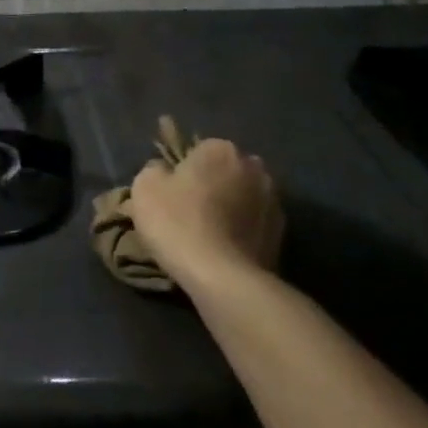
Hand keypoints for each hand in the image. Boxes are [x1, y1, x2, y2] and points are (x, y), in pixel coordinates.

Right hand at [129, 138, 283, 293]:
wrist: (223, 278)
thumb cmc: (178, 222)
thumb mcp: (145, 187)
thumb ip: (155, 169)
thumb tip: (164, 171)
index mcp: (220, 149)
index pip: (198, 150)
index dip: (183, 170)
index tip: (171, 193)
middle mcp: (253, 167)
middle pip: (225, 171)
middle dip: (212, 185)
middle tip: (189, 211)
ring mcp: (274, 201)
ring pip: (244, 197)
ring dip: (231, 207)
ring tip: (209, 234)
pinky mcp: (282, 235)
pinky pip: (255, 224)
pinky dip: (243, 232)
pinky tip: (225, 250)